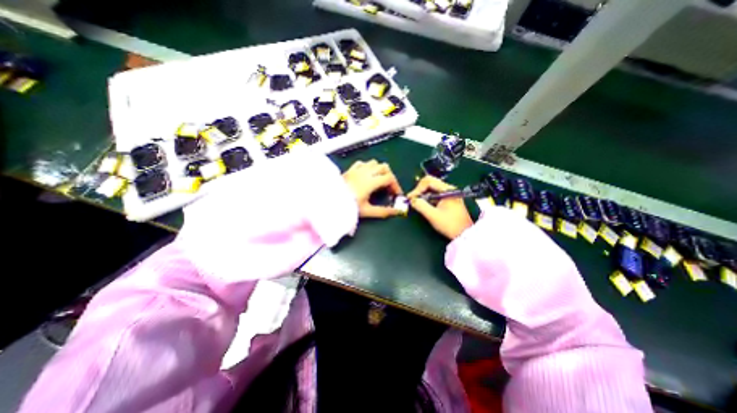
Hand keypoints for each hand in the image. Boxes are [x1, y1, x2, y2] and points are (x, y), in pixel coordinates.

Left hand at [344, 158, 402, 219]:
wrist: (329, 201)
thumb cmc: (348, 206)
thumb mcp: (367, 210)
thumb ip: (383, 211)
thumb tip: (397, 212)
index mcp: (371, 181)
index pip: (390, 178)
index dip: (396, 186)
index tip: (396, 195)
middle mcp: (366, 172)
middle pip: (385, 168)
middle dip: (390, 177)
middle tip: (389, 188)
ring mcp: (357, 169)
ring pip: (374, 163)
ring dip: (380, 170)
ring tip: (379, 181)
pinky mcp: (350, 169)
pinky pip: (363, 163)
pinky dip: (368, 167)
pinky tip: (367, 175)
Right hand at [409, 174, 471, 238]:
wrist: (465, 234)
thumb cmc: (450, 225)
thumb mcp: (433, 215)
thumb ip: (421, 206)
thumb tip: (412, 200)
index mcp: (447, 190)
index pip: (428, 181)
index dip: (417, 188)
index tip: (411, 198)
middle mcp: (449, 189)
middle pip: (430, 183)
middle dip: (419, 191)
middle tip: (412, 200)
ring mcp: (449, 194)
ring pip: (432, 189)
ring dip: (423, 195)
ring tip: (417, 203)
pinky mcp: (449, 199)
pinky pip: (435, 194)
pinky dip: (428, 198)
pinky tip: (424, 206)